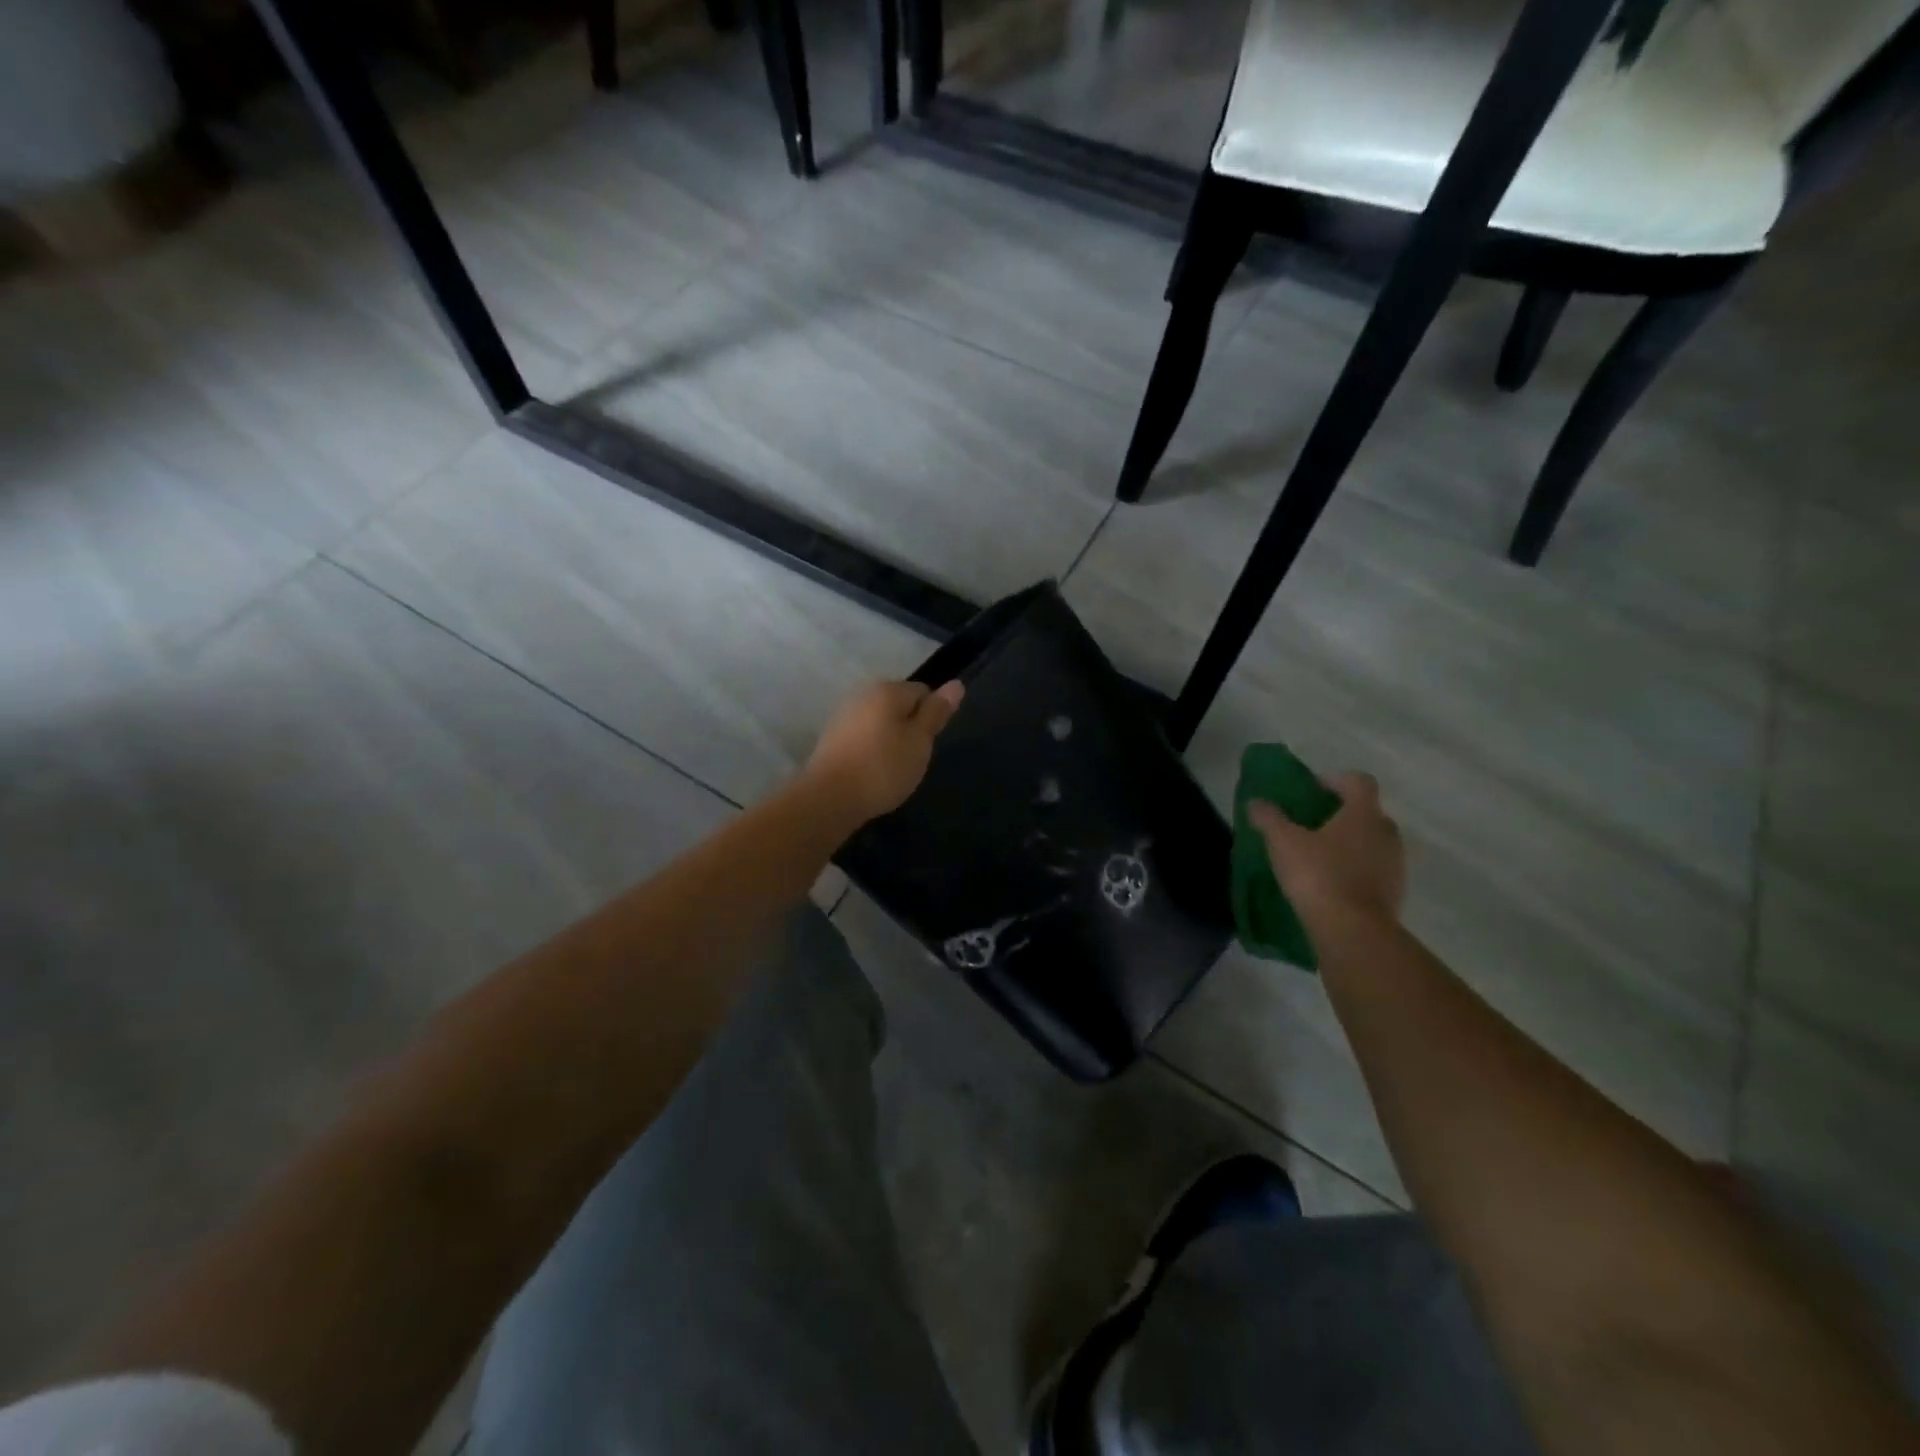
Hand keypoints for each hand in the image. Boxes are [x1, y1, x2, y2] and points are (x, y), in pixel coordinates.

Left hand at [802, 679, 965, 824]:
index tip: (928, 743)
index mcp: (887, 690)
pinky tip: (872, 771)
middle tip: (913, 758)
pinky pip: (862, 736)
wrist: (829, 798)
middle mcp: (862, 694)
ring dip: (890, 739)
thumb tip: (956, 684)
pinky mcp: (831, 737)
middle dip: (910, 727)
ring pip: (879, 721)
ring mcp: (843, 715)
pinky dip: (871, 749)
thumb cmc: (882, 768)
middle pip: (898, 705)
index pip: (922, 691)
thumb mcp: (919, 741)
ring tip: (892, 768)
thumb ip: (936, 712)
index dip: (931, 716)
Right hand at [1249, 772, 1405, 929]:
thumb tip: (1256, 802)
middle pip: (1368, 813)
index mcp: (1363, 814)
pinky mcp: (1394, 894)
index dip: (1337, 780)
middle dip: (1343, 814)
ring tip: (1319, 857)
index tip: (1313, 789)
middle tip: (1313, 824)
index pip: (1360, 782)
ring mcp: (1395, 865)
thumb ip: (1269, 818)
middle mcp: (1386, 834)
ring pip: (1373, 844)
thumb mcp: (1283, 842)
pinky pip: (1374, 872)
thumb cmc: (1318, 875)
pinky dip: (1356, 872)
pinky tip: (1330, 884)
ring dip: (1351, 845)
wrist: (1352, 931)